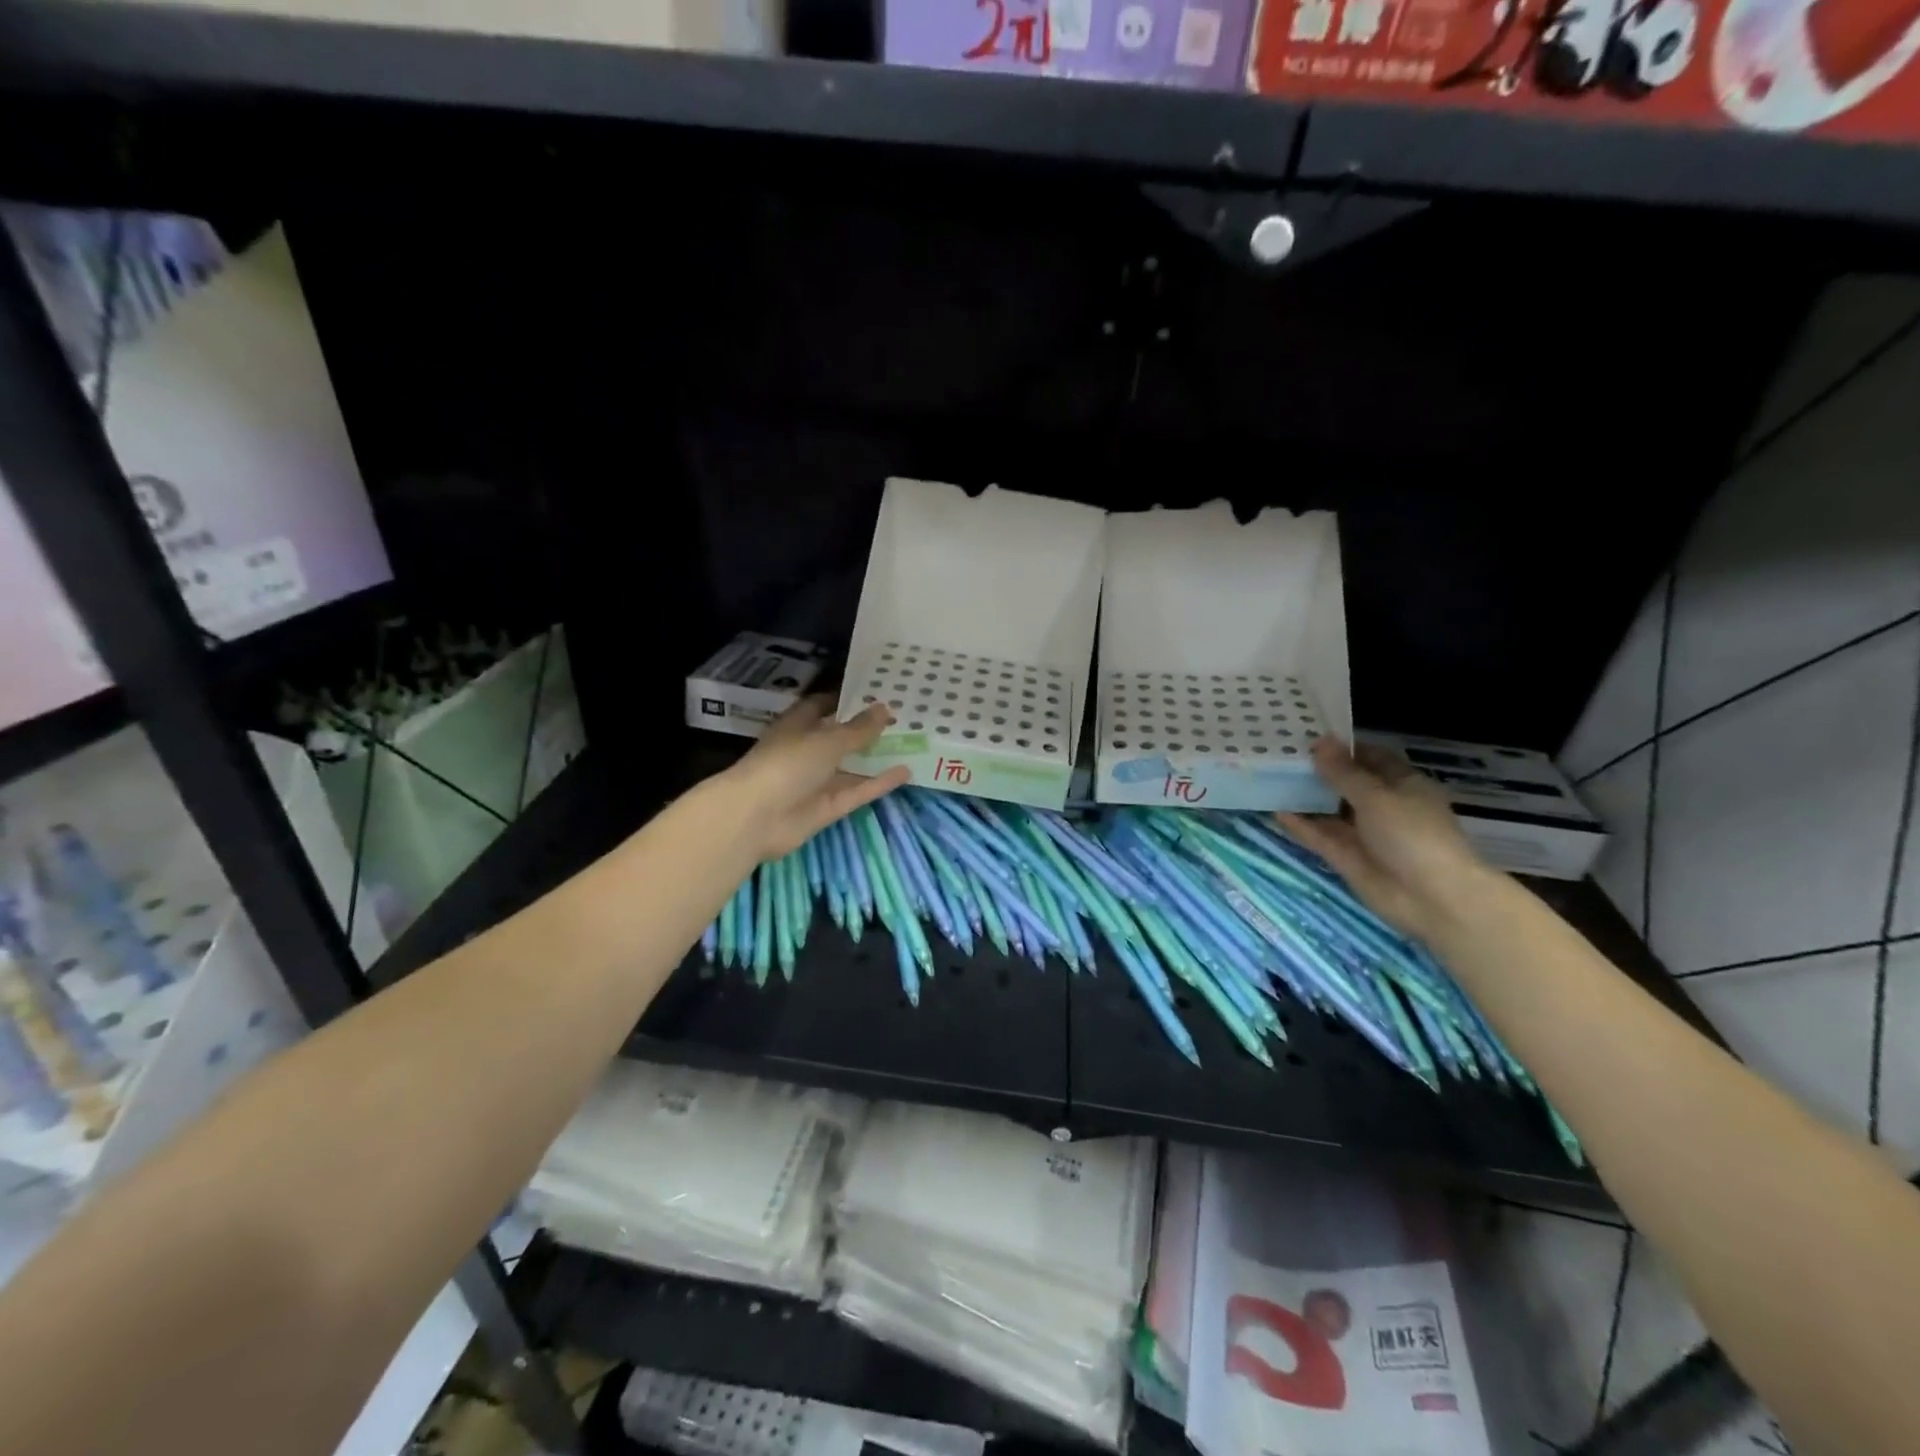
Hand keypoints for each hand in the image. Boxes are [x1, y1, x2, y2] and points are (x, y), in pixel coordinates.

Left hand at [712, 696, 910, 862]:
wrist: (757, 818)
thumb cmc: (787, 764)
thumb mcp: (827, 740)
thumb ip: (859, 729)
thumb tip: (885, 708)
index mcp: (796, 726)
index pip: (821, 706)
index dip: (845, 698)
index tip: (875, 692)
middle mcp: (806, 751)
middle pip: (839, 737)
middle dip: (866, 728)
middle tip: (903, 717)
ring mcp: (816, 781)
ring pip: (851, 766)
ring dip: (876, 757)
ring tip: (912, 743)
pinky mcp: (827, 807)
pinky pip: (857, 791)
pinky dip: (878, 783)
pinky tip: (906, 772)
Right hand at [1278, 737, 1495, 942]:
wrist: (1432, 899)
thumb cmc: (1413, 835)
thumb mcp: (1376, 796)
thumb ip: (1343, 772)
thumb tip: (1319, 741)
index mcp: (1402, 785)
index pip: (1371, 758)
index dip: (1343, 747)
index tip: (1308, 736)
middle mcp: (1382, 806)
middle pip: (1346, 783)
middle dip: (1318, 770)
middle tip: (1280, 754)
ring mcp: (1364, 834)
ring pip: (1330, 810)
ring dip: (1306, 797)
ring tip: (1271, 779)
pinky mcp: (1347, 858)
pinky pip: (1320, 836)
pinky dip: (1301, 825)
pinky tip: (1276, 811)